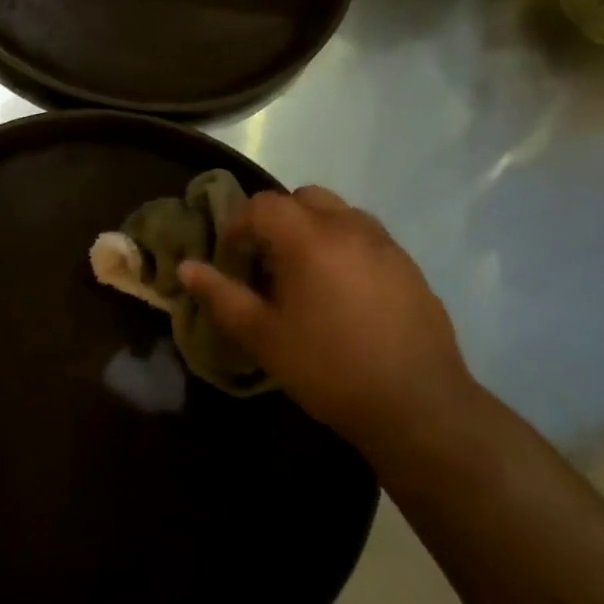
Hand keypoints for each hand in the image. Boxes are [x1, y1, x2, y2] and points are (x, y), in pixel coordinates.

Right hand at [180, 188, 476, 448]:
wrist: (417, 405)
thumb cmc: (328, 368)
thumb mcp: (263, 336)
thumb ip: (221, 295)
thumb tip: (186, 267)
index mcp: (309, 238)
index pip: (264, 205)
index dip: (239, 224)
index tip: (232, 256)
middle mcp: (350, 228)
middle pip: (304, 197)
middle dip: (279, 219)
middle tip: (267, 260)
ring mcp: (386, 245)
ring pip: (340, 213)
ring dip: (314, 229)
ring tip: (306, 274)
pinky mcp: (410, 267)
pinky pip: (368, 238)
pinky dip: (345, 247)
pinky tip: (344, 294)